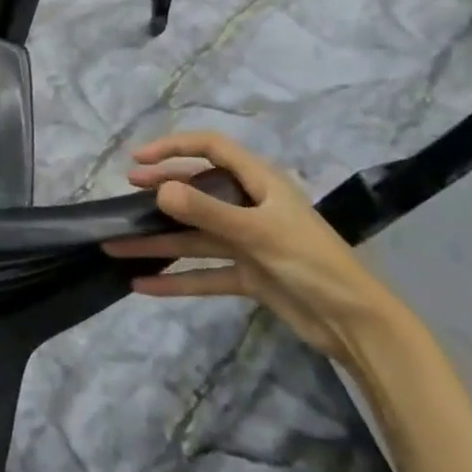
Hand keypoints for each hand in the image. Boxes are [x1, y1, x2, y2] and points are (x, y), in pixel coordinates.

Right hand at [102, 131, 403, 368]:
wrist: (356, 324)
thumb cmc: (312, 263)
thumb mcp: (257, 233)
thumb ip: (207, 211)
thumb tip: (159, 190)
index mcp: (261, 184)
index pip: (212, 149)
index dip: (174, 147)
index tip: (139, 160)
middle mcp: (251, 207)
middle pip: (198, 191)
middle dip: (161, 191)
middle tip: (127, 193)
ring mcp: (248, 242)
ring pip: (194, 236)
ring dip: (157, 242)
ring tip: (116, 245)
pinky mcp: (248, 275)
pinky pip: (203, 273)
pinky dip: (175, 280)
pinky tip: (142, 285)